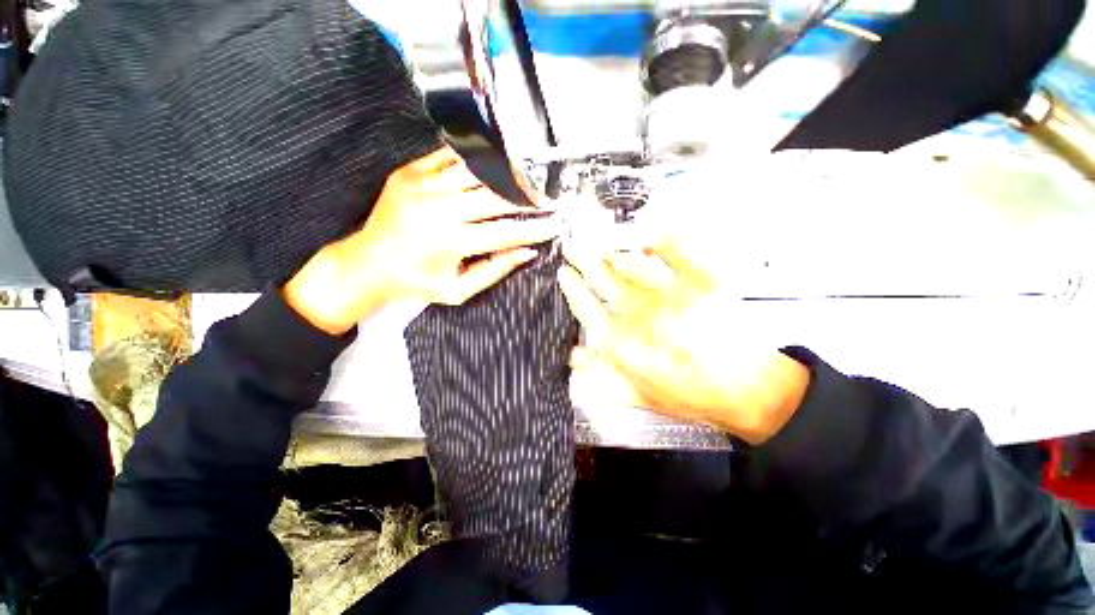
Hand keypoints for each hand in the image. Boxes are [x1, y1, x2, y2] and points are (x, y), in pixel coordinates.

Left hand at [285, 147, 558, 334]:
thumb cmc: (415, 282)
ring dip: (504, 177)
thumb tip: (526, 253)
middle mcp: (437, 209)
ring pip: (476, 174)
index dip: (533, 229)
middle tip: (545, 198)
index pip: (505, 232)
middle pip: (494, 198)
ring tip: (525, 179)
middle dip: (525, 199)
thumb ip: (494, 270)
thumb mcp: (458, 290)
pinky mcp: (410, 173)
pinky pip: (448, 158)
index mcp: (450, 242)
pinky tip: (492, 163)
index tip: (553, 224)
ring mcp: (421, 186)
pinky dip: (474, 160)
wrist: (368, 263)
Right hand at [557, 239, 810, 444]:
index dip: (572, 287)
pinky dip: (658, 238)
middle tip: (572, 246)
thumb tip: (573, 356)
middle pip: (602, 278)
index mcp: (622, 343)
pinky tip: (647, 236)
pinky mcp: (703, 281)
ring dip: (611, 250)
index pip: (586, 306)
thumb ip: (599, 377)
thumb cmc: (690, 396)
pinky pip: (675, 249)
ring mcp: (671, 295)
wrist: (746, 390)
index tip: (564, 273)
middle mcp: (641, 315)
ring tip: (600, 244)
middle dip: (582, 259)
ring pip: (630, 262)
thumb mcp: (636, 397)